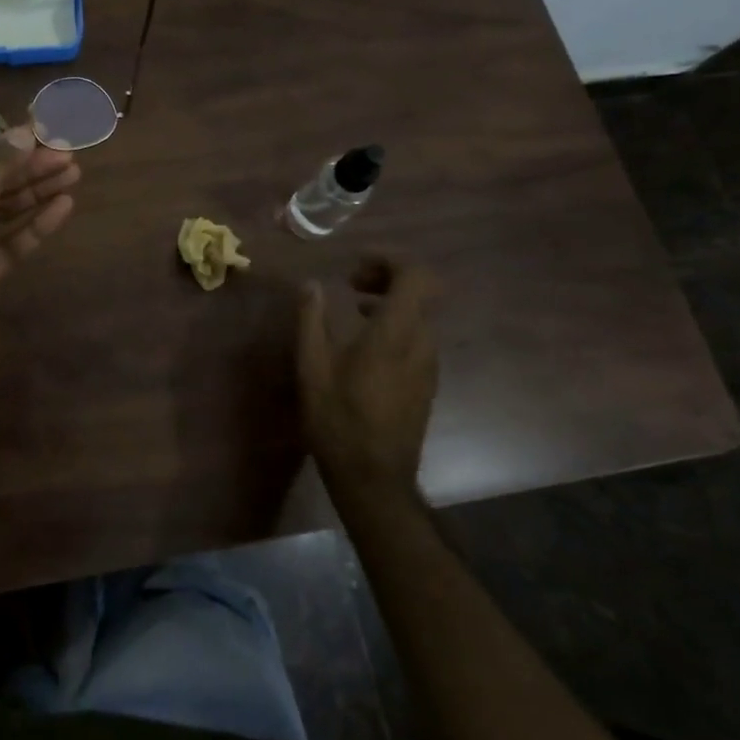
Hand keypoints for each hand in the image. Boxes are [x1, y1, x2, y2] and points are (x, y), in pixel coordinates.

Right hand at [297, 258, 439, 493]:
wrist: (375, 479)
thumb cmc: (338, 419)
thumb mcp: (312, 366)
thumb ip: (311, 318)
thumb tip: (310, 283)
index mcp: (396, 332)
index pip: (415, 275)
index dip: (389, 260)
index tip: (356, 266)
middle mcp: (421, 343)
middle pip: (420, 291)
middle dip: (387, 277)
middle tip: (351, 283)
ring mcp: (429, 365)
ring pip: (420, 315)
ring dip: (390, 301)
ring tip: (353, 311)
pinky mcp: (427, 383)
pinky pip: (418, 337)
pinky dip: (395, 325)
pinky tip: (365, 344)